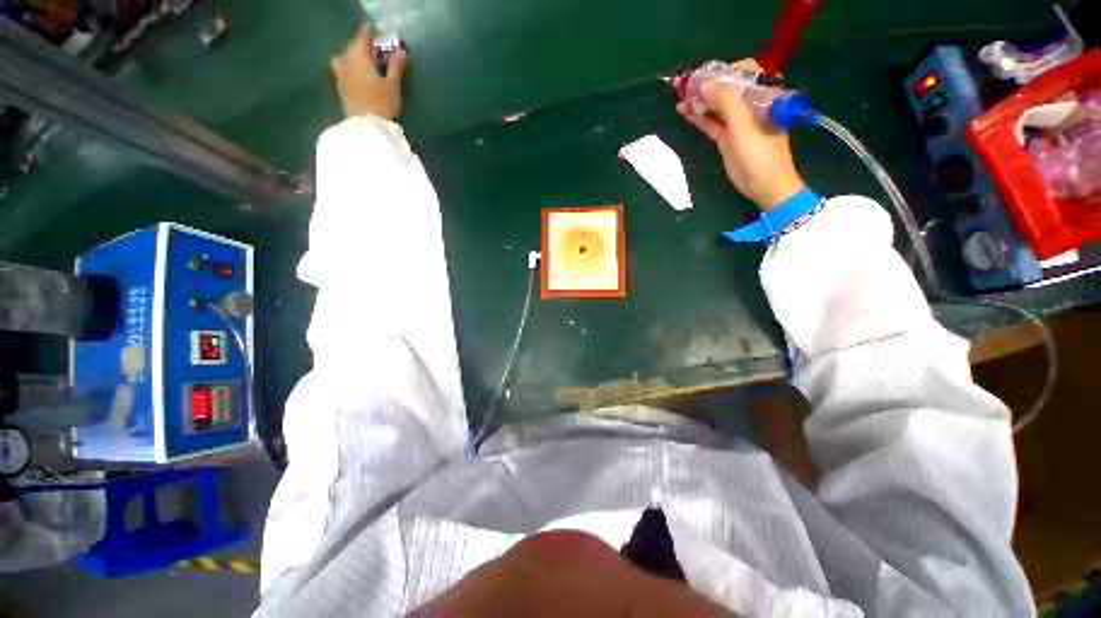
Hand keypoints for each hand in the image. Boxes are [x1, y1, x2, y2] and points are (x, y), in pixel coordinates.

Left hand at [330, 24, 408, 119]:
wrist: (367, 126)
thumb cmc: (381, 102)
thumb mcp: (393, 85)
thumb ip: (396, 67)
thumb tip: (401, 52)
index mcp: (358, 57)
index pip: (361, 38)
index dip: (366, 32)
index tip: (370, 27)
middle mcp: (346, 62)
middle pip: (350, 48)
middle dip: (359, 45)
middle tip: (369, 48)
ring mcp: (341, 77)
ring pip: (342, 60)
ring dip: (349, 57)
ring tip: (359, 63)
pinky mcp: (341, 90)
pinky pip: (342, 73)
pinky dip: (348, 70)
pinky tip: (355, 77)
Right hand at [676, 60, 804, 210]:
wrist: (764, 185)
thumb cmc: (760, 153)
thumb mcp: (744, 124)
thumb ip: (726, 101)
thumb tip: (704, 83)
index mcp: (764, 95)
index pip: (746, 71)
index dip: (725, 69)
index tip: (704, 73)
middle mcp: (752, 105)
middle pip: (728, 88)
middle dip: (708, 84)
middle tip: (686, 83)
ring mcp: (738, 123)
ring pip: (717, 106)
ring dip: (700, 100)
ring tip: (681, 95)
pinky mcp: (727, 138)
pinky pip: (711, 123)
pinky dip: (698, 117)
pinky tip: (684, 111)